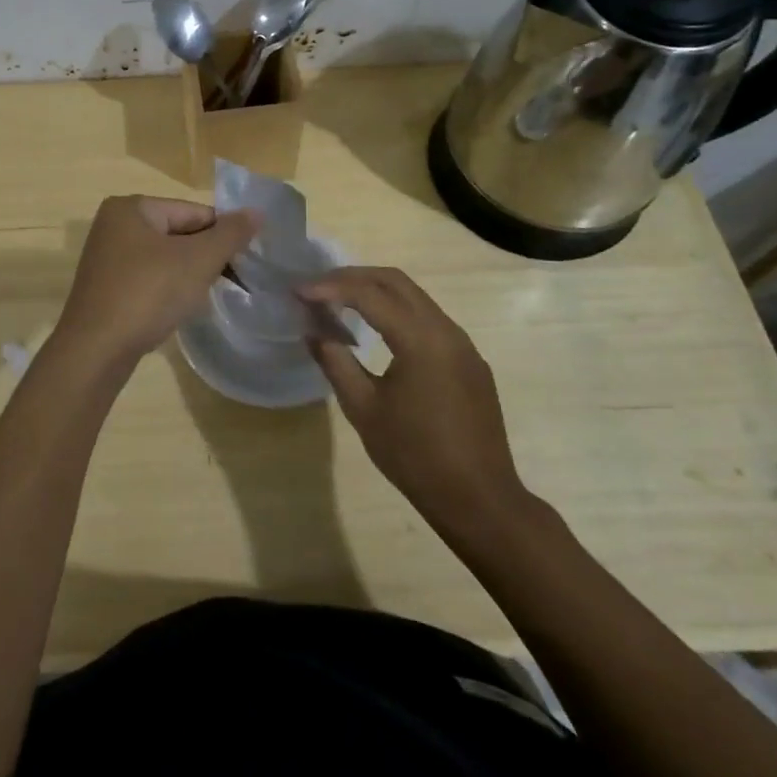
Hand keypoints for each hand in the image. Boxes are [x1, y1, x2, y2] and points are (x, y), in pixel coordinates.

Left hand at [51, 196, 260, 376]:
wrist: (97, 350)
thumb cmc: (148, 293)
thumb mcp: (198, 260)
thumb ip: (230, 234)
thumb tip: (256, 212)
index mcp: (131, 207)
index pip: (193, 211)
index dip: (224, 234)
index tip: (248, 260)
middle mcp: (114, 225)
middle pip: (179, 233)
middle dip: (207, 256)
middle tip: (234, 280)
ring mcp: (107, 258)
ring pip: (166, 258)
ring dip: (190, 274)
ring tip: (209, 295)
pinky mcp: (107, 287)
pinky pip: (149, 278)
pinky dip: (169, 289)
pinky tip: (181, 308)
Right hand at [298, 267, 529, 530]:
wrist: (479, 499)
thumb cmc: (415, 456)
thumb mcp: (363, 409)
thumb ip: (335, 361)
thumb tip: (312, 329)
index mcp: (421, 339)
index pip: (368, 294)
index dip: (329, 287)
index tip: (298, 292)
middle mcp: (446, 330)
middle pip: (395, 281)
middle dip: (352, 277)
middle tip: (316, 288)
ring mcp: (463, 344)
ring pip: (414, 297)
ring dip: (375, 291)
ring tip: (339, 303)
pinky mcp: (469, 360)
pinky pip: (429, 319)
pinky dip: (397, 311)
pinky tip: (376, 331)